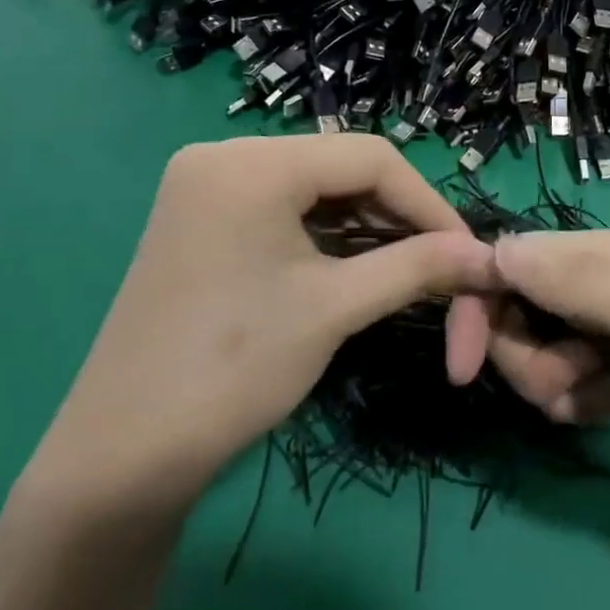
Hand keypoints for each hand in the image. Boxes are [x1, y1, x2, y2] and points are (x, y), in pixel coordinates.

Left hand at [30, 135, 498, 519]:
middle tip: (438, 262)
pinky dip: (325, 232)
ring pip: (314, 187)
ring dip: (365, 224)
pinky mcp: (200, 217)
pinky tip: (354, 263)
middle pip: (340, 167)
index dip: (427, 202)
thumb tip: (486, 255)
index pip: (370, 157)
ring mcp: (206, 185)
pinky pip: (283, 207)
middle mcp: (224, 155)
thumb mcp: (335, 308)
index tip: (465, 249)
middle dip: (396, 214)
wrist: (123, 454)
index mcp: (252, 163)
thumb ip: (417, 267)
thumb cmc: (233, 370)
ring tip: (405, 267)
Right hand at [463, 231, 609, 518]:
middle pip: (518, 308)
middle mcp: (603, 280)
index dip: (476, 308)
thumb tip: (491, 249)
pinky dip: (580, 398)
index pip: (506, 261)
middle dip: (526, 357)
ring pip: (542, 348)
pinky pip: (573, 377)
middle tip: (571, 386)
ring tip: (602, 402)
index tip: (462, 371)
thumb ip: (572, 278)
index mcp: (601, 254)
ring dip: (554, 384)